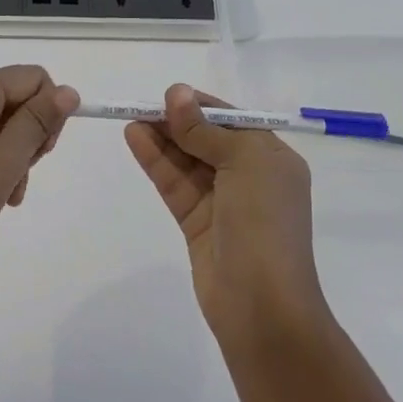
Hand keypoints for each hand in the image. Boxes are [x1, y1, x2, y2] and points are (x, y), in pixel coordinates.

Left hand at [0, 65, 79, 281]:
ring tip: (8, 193)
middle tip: (23, 173)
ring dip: (12, 157)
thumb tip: (69, 91)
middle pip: (14, 100)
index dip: (49, 110)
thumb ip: (39, 121)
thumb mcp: (7, 159)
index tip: (45, 149)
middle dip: (29, 137)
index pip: (32, 78)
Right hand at [124, 84, 327, 345]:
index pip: (232, 120)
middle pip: (206, 138)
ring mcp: (223, 202)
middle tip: (142, 104)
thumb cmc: (264, 223)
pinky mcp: (197, 223)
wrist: (263, 308)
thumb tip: (176, 92)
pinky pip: (175, 183)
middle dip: (177, 121)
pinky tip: (135, 139)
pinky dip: (156, 161)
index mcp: (272, 158)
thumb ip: (204, 129)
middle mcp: (250, 176)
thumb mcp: (243, 163)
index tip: (169, 94)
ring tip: (130, 117)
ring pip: (187, 160)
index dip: (200, 105)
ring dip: (161, 138)